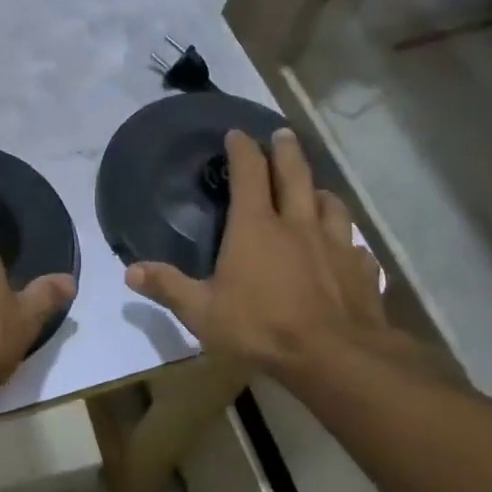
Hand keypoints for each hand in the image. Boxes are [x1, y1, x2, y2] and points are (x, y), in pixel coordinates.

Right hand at [125, 128, 440, 385]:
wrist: (334, 357)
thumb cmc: (260, 328)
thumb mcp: (202, 312)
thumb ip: (168, 287)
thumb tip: (130, 271)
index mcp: (256, 227)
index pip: (250, 174)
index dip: (242, 150)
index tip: (236, 134)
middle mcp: (298, 225)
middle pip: (295, 175)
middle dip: (286, 151)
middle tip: (282, 134)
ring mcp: (336, 245)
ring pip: (331, 205)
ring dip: (320, 192)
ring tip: (316, 190)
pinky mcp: (361, 270)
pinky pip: (356, 247)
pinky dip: (349, 242)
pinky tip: (348, 250)